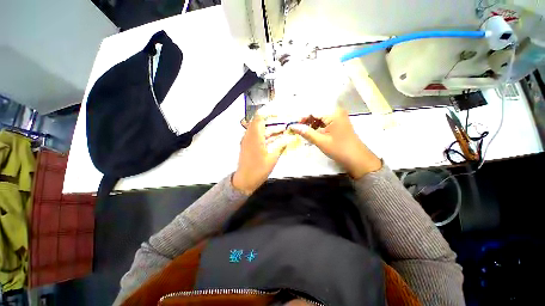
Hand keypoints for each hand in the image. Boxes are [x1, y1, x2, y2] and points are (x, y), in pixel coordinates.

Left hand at [233, 114, 289, 194]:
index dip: (269, 114)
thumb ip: (281, 145)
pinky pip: (258, 137)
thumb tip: (289, 138)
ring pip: (260, 131)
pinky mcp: (249, 146)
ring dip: (271, 130)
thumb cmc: (259, 169)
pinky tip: (277, 140)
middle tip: (285, 125)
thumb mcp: (273, 157)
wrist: (245, 180)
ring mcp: (248, 141)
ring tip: (284, 132)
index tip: (280, 116)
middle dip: (273, 123)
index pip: (259, 117)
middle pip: (261, 123)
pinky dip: (267, 137)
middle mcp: (249, 135)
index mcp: (254, 136)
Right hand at [289, 108, 381, 178]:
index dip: (301, 118)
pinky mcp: (338, 124)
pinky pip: (325, 122)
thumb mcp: (321, 141)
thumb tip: (292, 126)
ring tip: (303, 132)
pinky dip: (317, 127)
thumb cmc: (339, 149)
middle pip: (316, 113)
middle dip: (306, 121)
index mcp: (333, 114)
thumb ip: (306, 132)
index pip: (313, 111)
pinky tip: (312, 133)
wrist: (358, 159)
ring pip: (320, 118)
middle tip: (297, 129)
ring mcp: (338, 118)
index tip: (292, 125)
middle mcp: (336, 112)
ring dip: (311, 124)